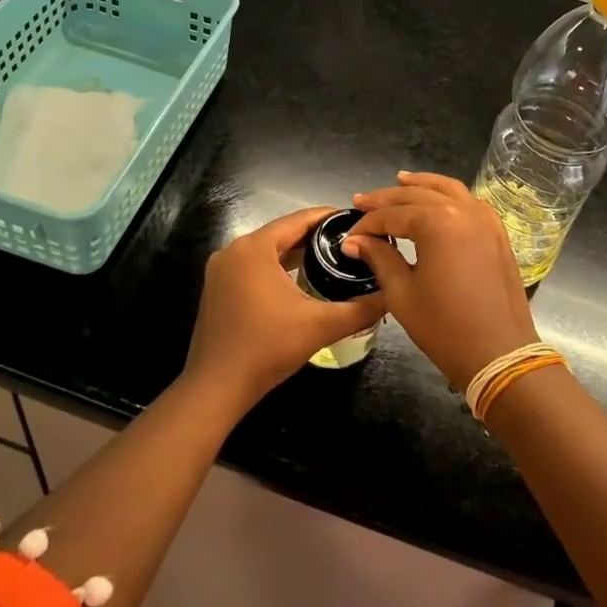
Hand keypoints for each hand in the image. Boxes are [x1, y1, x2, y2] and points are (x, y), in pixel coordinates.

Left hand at [185, 206, 385, 408]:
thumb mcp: (320, 326)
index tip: (356, 222)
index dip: (329, 218)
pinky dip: (276, 269)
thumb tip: (390, 296)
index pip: (298, 219)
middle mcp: (233, 250)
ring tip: (330, 259)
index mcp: (255, 247)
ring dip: (295, 253)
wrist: (216, 388)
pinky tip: (300, 282)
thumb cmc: (267, 348)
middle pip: (281, 233)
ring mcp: (220, 270)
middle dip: (315, 237)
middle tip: (349, 243)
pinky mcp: (217, 289)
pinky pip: (253, 267)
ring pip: (266, 251)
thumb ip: (360, 309)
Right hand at [344, 172, 537, 390]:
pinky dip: (450, 195)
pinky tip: (438, 201)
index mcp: (436, 223)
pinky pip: (470, 202)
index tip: (349, 237)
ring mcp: (485, 219)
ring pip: (447, 190)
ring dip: (421, 185)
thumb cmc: (445, 327)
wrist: (499, 354)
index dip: (367, 224)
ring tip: (399, 182)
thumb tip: (355, 241)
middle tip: (361, 201)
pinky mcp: (497, 233)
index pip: (392, 215)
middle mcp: (462, 211)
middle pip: (417, 195)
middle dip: (386, 199)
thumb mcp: (402, 294)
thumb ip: (379, 258)